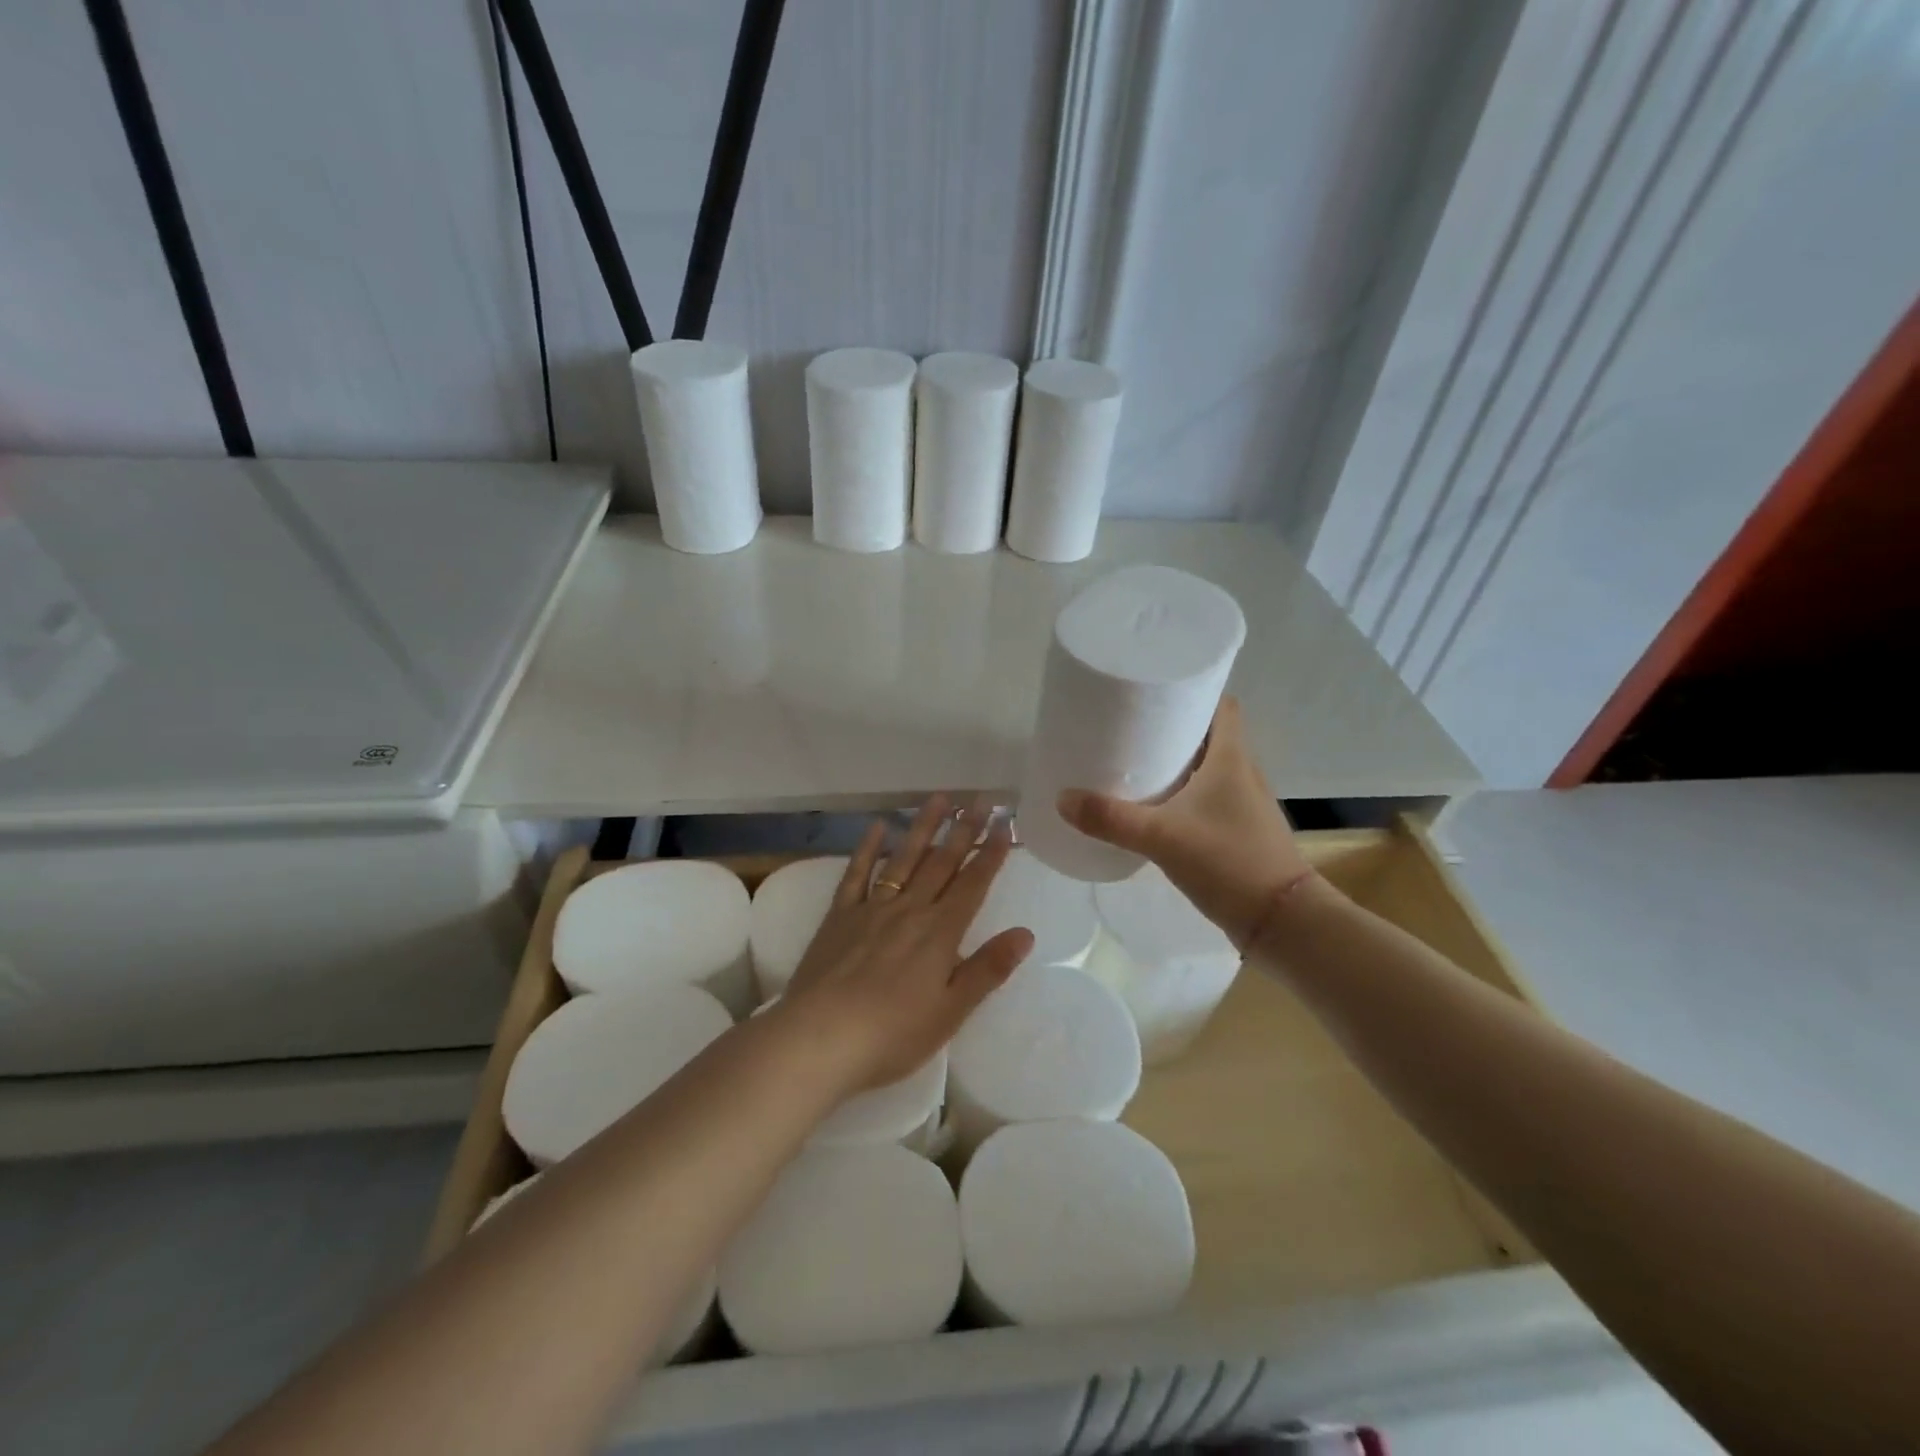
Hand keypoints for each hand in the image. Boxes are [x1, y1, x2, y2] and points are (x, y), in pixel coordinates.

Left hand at [773, 795, 1033, 1095]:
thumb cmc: (893, 1034)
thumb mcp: (951, 1011)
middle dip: (963, 831)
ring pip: (904, 858)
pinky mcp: (839, 916)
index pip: (973, 884)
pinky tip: (878, 826)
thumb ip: (988, 969)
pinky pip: (857, 873)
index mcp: (940, 933)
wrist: (820, 1039)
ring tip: (939, 798)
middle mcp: (910, 910)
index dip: (991, 854)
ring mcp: (872, 908)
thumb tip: (1025, 933)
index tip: (1004, 825)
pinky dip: (867, 848)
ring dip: (923, 827)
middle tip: (979, 801)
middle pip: (941, 863)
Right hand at [1056, 697, 1312, 947]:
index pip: (1222, 705)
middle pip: (1209, 735)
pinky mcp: (1239, 831)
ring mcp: (1243, 804)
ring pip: (1207, 769)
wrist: (1282, 921)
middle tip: (1129, 728)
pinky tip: (1155, 810)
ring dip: (1177, 764)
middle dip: (1172, 728)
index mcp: (1232, 757)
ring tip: (1134, 765)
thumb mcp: (1161, 837)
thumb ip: (1111, 819)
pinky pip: (1207, 799)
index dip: (1193, 692)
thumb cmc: (1228, 861)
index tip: (1156, 691)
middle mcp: (1242, 772)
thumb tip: (1062, 798)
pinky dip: (1183, 795)